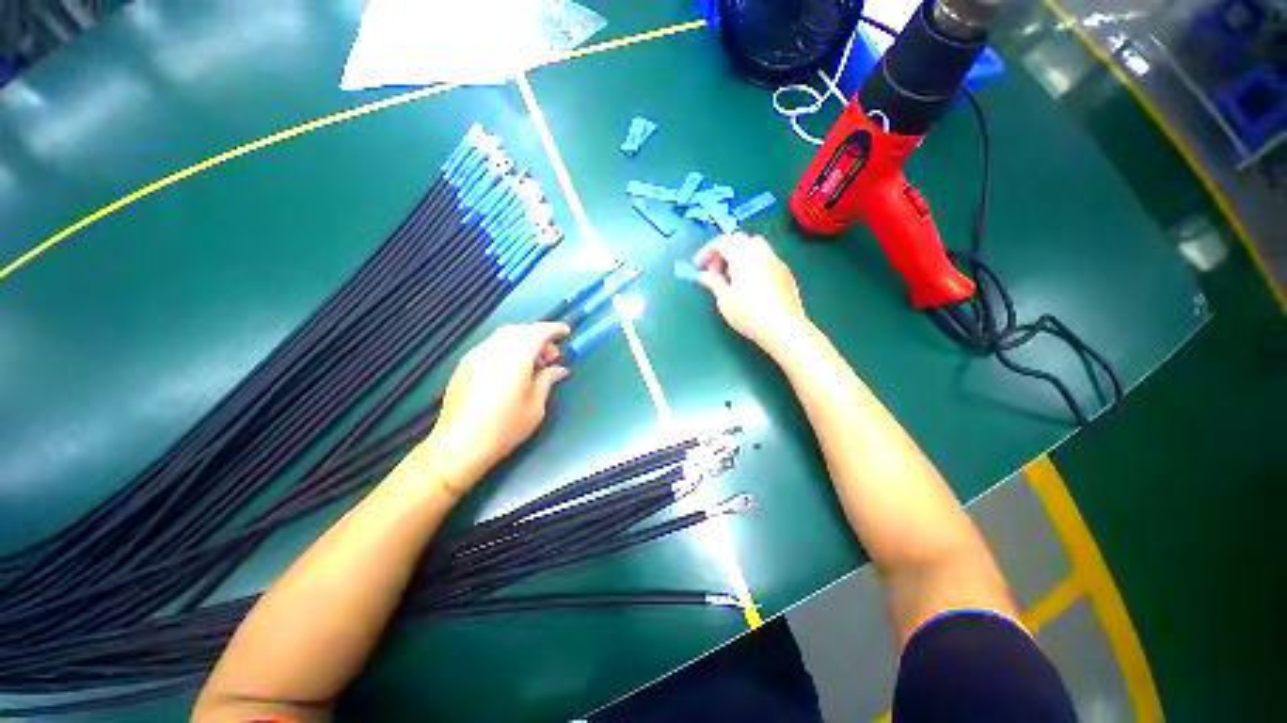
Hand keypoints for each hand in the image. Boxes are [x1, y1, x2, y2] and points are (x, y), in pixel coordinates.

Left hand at [417, 322, 570, 491]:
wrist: (459, 445)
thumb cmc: (505, 427)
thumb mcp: (536, 406)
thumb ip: (547, 380)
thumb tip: (559, 369)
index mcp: (516, 357)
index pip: (538, 332)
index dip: (554, 329)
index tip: (566, 333)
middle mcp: (494, 349)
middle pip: (521, 330)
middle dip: (539, 337)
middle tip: (551, 357)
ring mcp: (476, 355)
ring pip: (504, 336)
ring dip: (523, 342)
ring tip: (533, 364)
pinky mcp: (465, 364)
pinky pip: (491, 345)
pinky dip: (507, 348)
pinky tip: (511, 369)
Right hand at [693, 232, 811, 355]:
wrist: (783, 327)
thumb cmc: (749, 315)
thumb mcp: (725, 300)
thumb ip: (713, 283)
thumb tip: (703, 275)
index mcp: (743, 257)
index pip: (722, 241)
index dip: (707, 251)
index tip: (698, 266)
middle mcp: (760, 252)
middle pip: (738, 239)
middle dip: (723, 252)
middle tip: (715, 273)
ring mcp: (775, 260)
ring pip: (754, 244)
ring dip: (739, 254)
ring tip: (733, 276)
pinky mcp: (784, 271)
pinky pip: (765, 256)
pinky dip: (752, 261)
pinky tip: (750, 283)